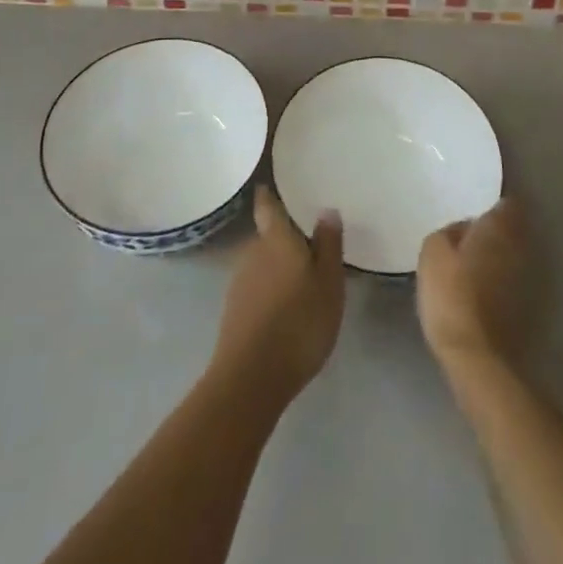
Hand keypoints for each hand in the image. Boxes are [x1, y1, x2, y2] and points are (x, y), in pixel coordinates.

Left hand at [211, 186, 344, 404]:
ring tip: (301, 281)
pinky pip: (256, 288)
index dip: (268, 195)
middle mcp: (252, 251)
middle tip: (308, 246)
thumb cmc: (299, 323)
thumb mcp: (329, 284)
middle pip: (267, 236)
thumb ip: (328, 245)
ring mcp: (239, 281)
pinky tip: (285, 309)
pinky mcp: (234, 310)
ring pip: (261, 263)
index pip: (267, 206)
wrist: (251, 377)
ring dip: (277, 267)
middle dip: (284, 239)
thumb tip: (326, 209)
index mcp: (276, 239)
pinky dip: (269, 291)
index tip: (271, 186)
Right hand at [417, 197, 532, 369]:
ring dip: (497, 254)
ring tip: (472, 258)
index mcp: (498, 228)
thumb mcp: (433, 251)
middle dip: (495, 228)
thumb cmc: (451, 294)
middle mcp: (519, 248)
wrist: (476, 356)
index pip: (506, 202)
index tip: (476, 205)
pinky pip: (511, 279)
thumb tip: (464, 229)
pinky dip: (499, 278)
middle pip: (512, 228)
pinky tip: (479, 285)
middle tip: (470, 231)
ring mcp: (527, 279)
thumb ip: (449, 231)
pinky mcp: (526, 307)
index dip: (493, 203)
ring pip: (512, 254)